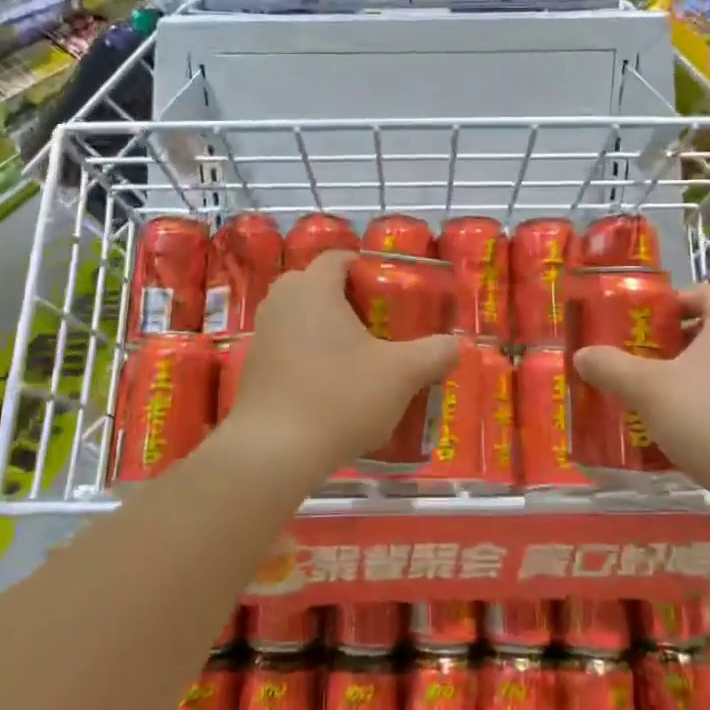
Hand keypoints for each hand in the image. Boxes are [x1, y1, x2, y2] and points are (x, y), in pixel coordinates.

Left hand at [224, 252, 458, 479]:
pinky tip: (333, 388)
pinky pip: (289, 346)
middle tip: (381, 327)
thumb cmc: (340, 397)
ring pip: (303, 317)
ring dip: (329, 331)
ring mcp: (262, 333)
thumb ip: (435, 353)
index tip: (392, 295)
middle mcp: (281, 300)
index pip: (339, 257)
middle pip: (319, 286)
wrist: (274, 452)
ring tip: (361, 360)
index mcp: (313, 287)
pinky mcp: (253, 366)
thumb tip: (456, 344)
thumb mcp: (401, 375)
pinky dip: (310, 356)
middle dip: (350, 301)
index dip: (368, 270)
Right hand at [572, 283, 709, 495]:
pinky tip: (677, 431)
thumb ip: (611, 367)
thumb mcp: (648, 389)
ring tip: (650, 397)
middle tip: (637, 358)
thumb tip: (582, 355)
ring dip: (685, 378)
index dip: (675, 301)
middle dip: (672, 343)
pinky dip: (703, 407)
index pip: (707, 292)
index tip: (644, 322)